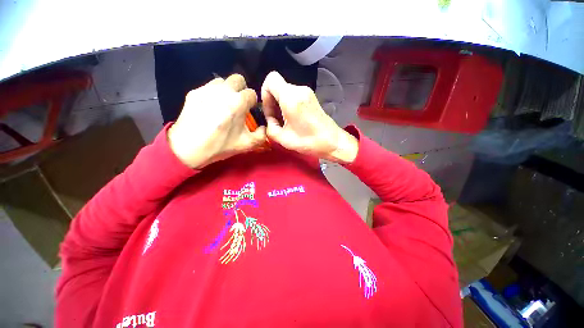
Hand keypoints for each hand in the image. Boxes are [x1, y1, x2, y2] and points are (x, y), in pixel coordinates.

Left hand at [168, 74, 265, 168]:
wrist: (187, 148)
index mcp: (238, 102)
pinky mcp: (194, 92)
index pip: (252, 93)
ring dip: (227, 91)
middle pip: (238, 79)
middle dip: (242, 90)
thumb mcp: (246, 144)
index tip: (249, 112)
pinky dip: (214, 95)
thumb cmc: (220, 146)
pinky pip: (209, 88)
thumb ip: (262, 135)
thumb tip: (264, 127)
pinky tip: (210, 109)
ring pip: (222, 81)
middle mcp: (223, 91)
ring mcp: (207, 90)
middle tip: (239, 104)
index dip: (252, 103)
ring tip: (224, 105)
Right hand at [261, 71, 357, 163]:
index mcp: (291, 98)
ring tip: (284, 123)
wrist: (333, 142)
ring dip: (280, 105)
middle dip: (272, 102)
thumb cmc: (309, 142)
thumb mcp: (283, 139)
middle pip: (277, 87)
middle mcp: (299, 90)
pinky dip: (288, 105)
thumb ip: (270, 128)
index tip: (269, 111)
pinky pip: (293, 96)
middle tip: (275, 121)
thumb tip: (270, 120)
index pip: (271, 79)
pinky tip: (292, 120)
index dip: (265, 94)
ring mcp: (307, 92)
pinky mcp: (311, 97)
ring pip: (285, 92)